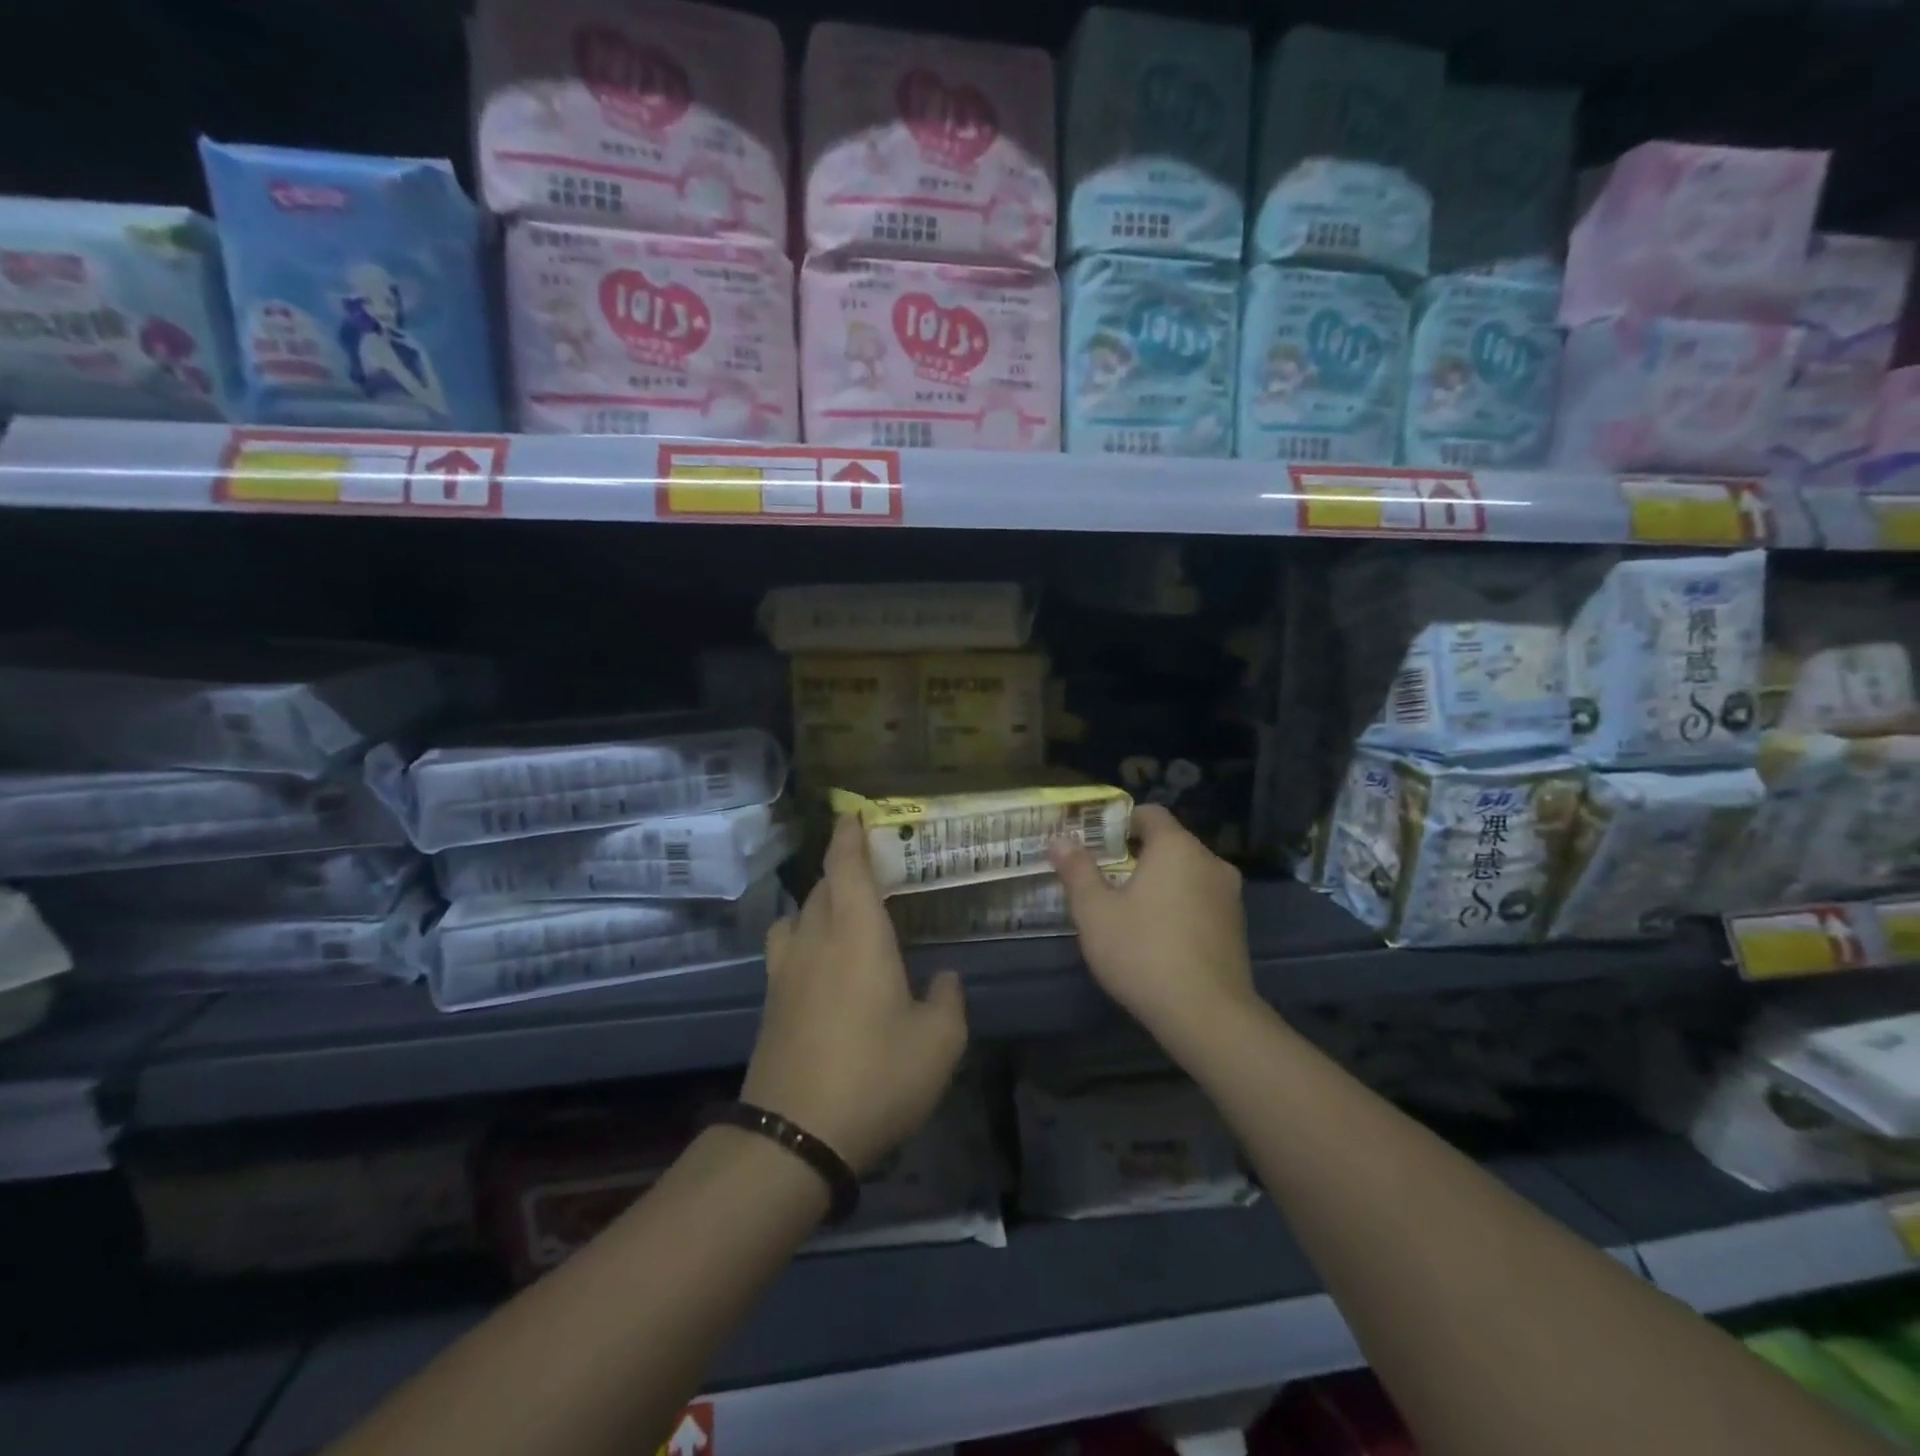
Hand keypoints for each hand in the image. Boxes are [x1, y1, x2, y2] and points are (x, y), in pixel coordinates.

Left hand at [741, 814, 967, 1174]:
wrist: (792, 1138)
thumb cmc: (875, 1077)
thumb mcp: (938, 1044)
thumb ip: (947, 1001)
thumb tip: (944, 978)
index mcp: (857, 935)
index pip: (846, 867)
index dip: (848, 836)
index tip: (851, 814)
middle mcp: (815, 941)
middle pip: (821, 887)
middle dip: (841, 870)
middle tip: (869, 870)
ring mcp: (785, 973)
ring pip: (797, 916)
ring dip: (818, 904)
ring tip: (843, 918)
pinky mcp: (770, 1004)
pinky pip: (787, 950)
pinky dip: (804, 939)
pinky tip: (825, 966)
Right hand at [1050, 804, 1255, 1053]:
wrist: (1207, 1015)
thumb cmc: (1143, 952)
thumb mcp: (1095, 911)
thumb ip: (1077, 870)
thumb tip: (1060, 840)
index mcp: (1177, 847)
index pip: (1150, 814)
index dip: (1120, 823)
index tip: (1096, 844)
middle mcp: (1209, 862)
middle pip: (1169, 844)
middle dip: (1136, 856)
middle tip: (1104, 879)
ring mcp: (1229, 896)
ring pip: (1186, 874)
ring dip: (1159, 884)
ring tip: (1128, 911)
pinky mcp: (1236, 928)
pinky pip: (1200, 901)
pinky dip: (1179, 907)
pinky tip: (1157, 937)